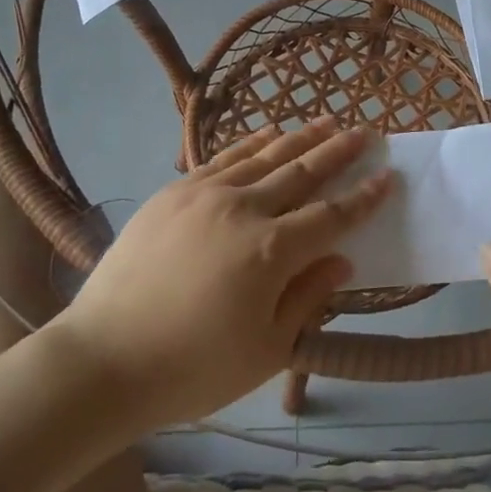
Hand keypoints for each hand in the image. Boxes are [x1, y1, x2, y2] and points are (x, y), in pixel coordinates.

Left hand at [48, 118, 392, 431]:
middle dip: (338, 151)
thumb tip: (342, 259)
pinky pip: (223, 157)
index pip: (331, 216)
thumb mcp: (265, 350)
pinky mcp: (174, 192)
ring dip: (300, 138)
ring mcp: (205, 194)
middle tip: (365, 132)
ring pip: (264, 156)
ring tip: (326, 122)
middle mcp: (243, 209)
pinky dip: (252, 143)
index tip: (387, 176)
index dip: (363, 197)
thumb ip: (308, 298)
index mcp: (271, 251)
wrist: (103, 359)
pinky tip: (268, 136)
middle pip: (302, 172)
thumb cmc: (192, 369)